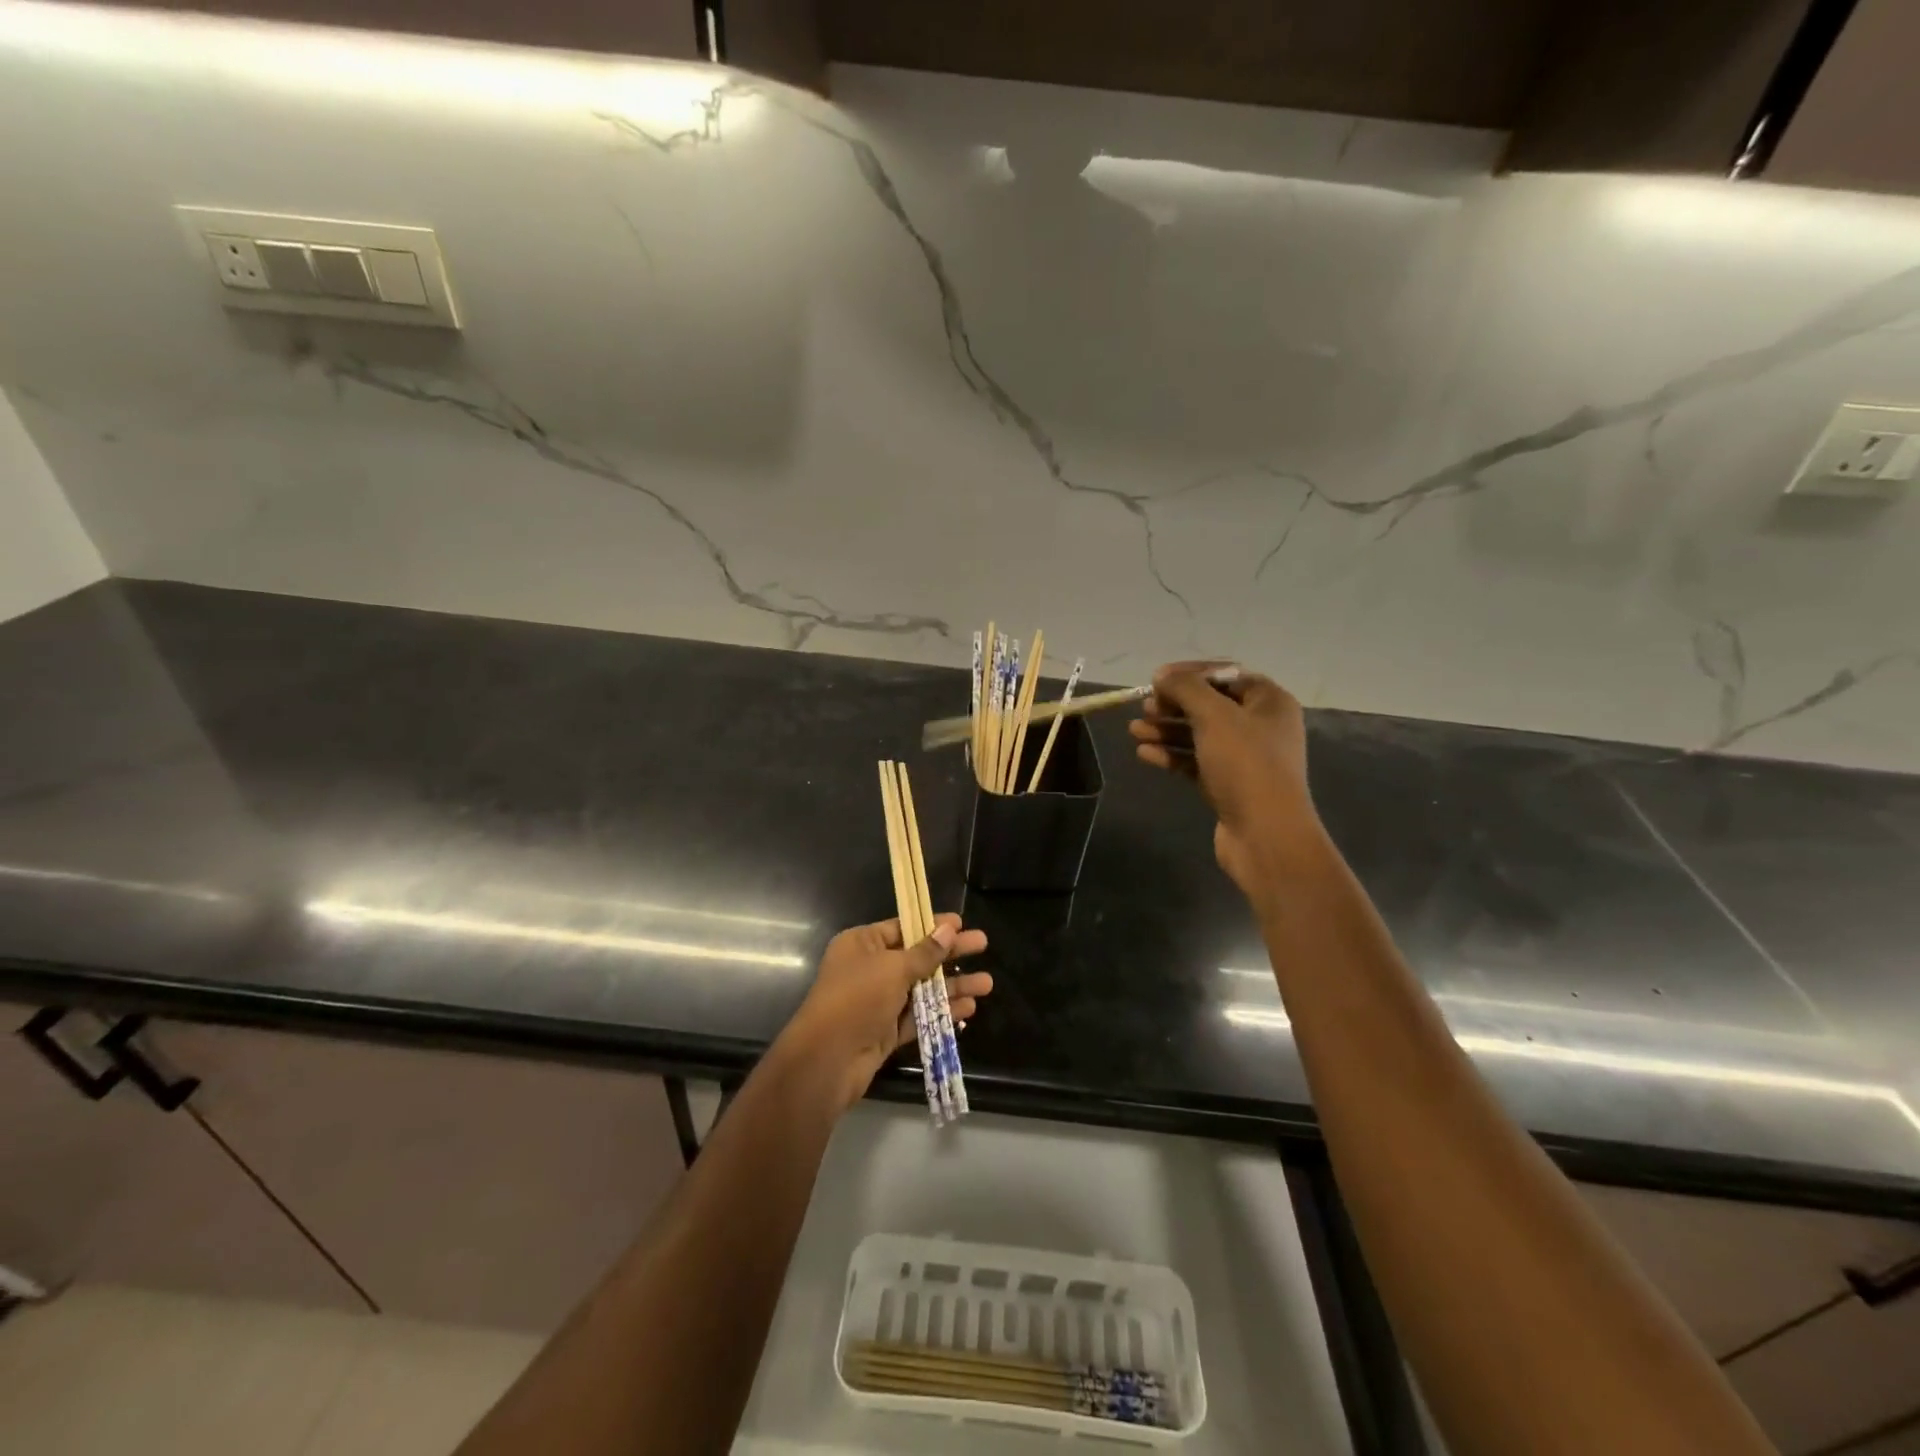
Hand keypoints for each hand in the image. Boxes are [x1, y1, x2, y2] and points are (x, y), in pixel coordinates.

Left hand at [780, 914, 991, 1110]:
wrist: (828, 1060)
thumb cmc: (857, 999)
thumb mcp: (893, 969)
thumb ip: (925, 952)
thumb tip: (949, 930)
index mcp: (862, 944)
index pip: (902, 927)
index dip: (932, 925)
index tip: (960, 922)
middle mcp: (869, 969)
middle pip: (917, 956)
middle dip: (950, 953)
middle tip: (983, 945)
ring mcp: (878, 1001)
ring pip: (922, 988)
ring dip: (952, 985)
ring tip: (987, 984)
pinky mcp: (886, 1031)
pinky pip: (919, 1015)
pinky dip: (941, 1011)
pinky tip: (969, 1009)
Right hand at [1129, 662, 1324, 894]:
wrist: (1265, 834)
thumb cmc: (1245, 765)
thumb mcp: (1214, 716)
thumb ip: (1186, 688)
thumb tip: (1162, 676)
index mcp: (1269, 702)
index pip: (1226, 675)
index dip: (1190, 673)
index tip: (1157, 678)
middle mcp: (1260, 727)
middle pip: (1210, 705)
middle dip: (1174, 704)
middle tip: (1145, 707)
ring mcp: (1244, 758)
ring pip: (1199, 735)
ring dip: (1166, 730)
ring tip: (1134, 730)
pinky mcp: (1227, 784)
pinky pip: (1195, 761)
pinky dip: (1171, 755)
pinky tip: (1144, 753)